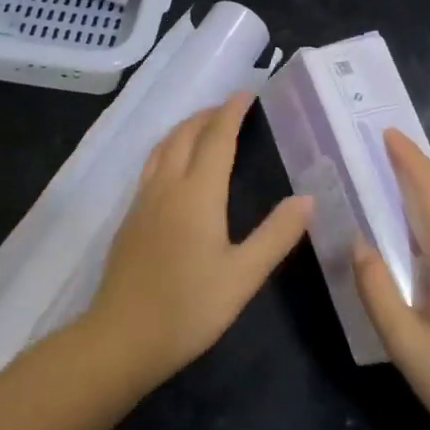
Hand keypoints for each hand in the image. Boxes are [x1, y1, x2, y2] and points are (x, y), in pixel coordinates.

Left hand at [83, 95, 313, 389]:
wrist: (122, 337)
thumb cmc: (189, 307)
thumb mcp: (243, 275)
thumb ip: (276, 234)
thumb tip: (308, 198)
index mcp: (197, 193)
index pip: (217, 137)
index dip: (232, 112)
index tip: (247, 93)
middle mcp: (167, 185)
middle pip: (185, 134)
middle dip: (208, 115)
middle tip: (230, 108)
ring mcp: (143, 200)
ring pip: (162, 147)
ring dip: (184, 128)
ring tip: (203, 127)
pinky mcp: (130, 217)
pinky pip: (150, 165)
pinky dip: (168, 148)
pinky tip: (173, 167)